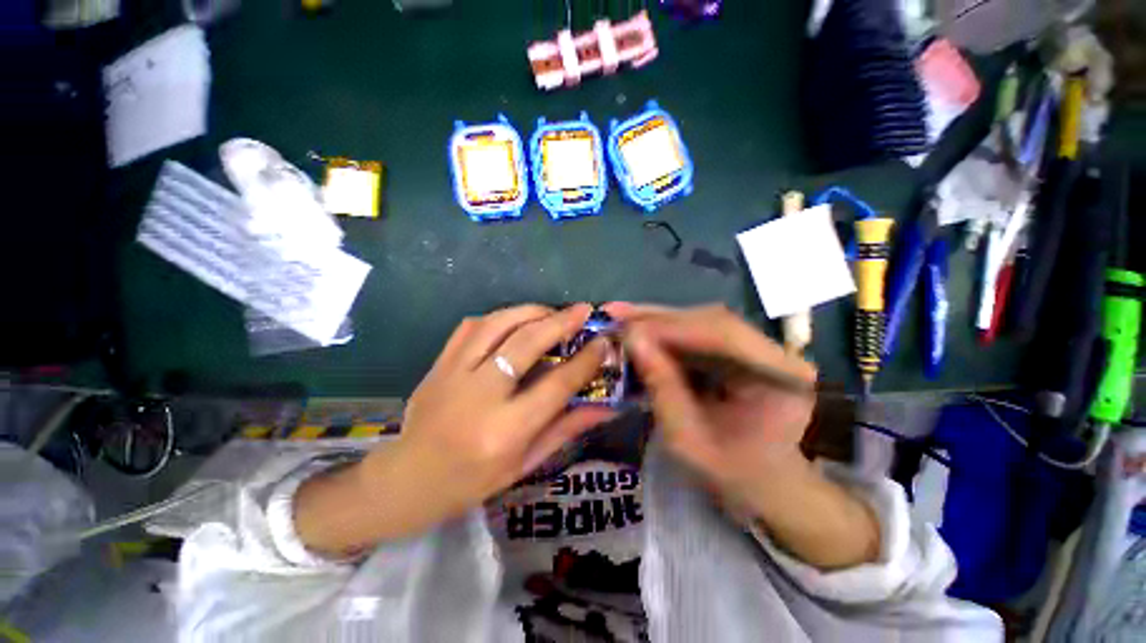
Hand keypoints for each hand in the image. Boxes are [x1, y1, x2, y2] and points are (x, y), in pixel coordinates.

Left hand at [294, 303, 619, 550]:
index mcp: (505, 431)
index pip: (556, 385)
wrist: (406, 481)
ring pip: (496, 324)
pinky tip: (514, 321)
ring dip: (529, 311)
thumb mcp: (525, 463)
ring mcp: (453, 374)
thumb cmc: (471, 482)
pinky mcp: (438, 364)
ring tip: (551, 311)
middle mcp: (480, 396)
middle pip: (526, 343)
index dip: (585, 360)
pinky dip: (498, 318)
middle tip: (583, 310)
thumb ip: (565, 428)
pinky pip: (471, 326)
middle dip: (560, 322)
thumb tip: (605, 406)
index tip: (603, 342)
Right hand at [604, 303, 878, 568]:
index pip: (723, 334)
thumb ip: (662, 388)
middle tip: (615, 315)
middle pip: (711, 321)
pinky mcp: (741, 351)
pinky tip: (640, 332)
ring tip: (621, 320)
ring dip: (658, 322)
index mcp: (781, 379)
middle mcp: (776, 353)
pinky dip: (666, 333)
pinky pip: (699, 333)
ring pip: (702, 322)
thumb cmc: (732, 474)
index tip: (627, 328)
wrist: (764, 484)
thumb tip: (632, 338)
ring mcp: (759, 349)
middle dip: (658, 318)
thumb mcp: (688, 440)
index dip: (671, 326)